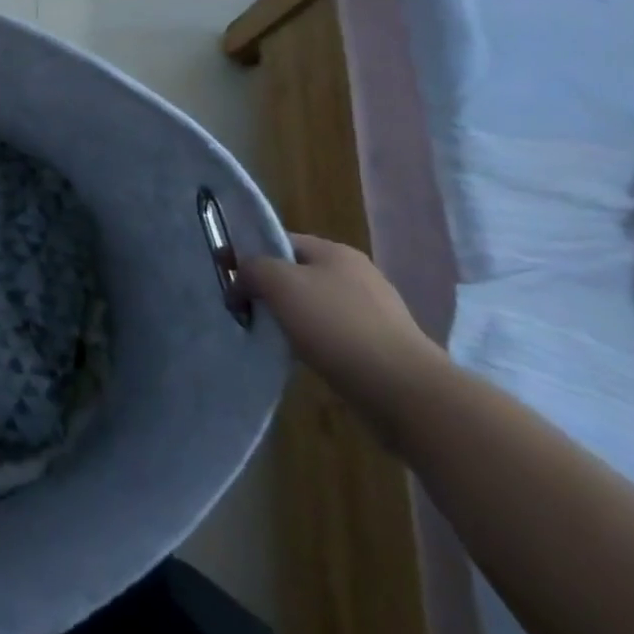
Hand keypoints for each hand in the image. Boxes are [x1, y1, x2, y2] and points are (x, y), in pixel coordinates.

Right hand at [241, 233, 447, 441]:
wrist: (406, 392)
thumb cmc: (337, 326)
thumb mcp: (280, 284)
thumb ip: (251, 269)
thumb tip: (239, 279)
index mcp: (335, 252)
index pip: (280, 241)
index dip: (250, 254)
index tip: (227, 279)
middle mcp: (357, 274)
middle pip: (297, 273)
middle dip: (269, 289)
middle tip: (244, 309)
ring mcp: (374, 312)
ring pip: (315, 305)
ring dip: (290, 318)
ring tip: (270, 337)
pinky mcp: (382, 347)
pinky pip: (334, 335)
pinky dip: (314, 342)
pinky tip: (303, 358)